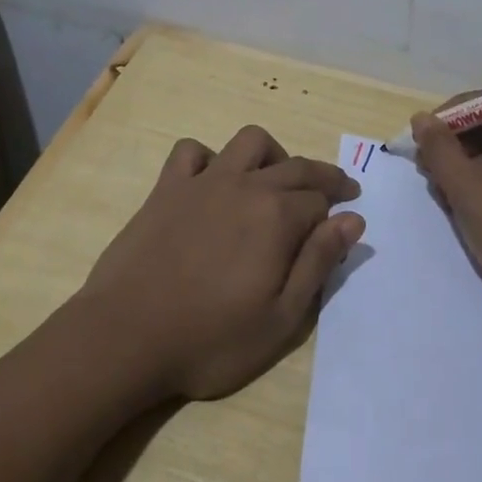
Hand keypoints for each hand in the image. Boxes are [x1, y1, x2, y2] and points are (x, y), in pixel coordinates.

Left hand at [83, 125, 364, 400]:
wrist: (126, 337)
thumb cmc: (210, 339)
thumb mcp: (281, 319)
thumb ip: (318, 263)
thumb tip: (354, 220)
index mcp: (277, 216)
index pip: (321, 202)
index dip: (337, 213)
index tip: (344, 224)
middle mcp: (245, 186)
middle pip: (296, 166)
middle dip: (323, 177)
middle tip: (337, 190)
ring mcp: (203, 182)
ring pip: (249, 142)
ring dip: (273, 155)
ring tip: (276, 181)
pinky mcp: (167, 188)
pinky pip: (192, 151)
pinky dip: (210, 158)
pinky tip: (213, 181)